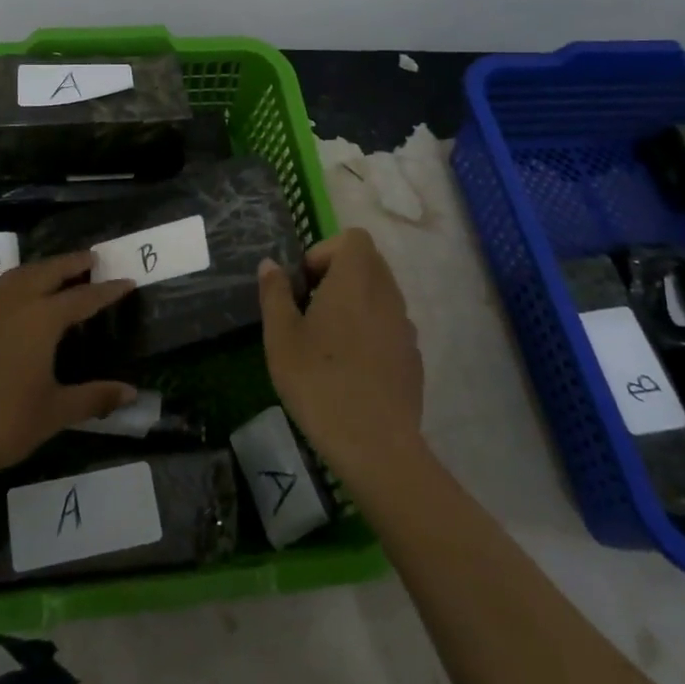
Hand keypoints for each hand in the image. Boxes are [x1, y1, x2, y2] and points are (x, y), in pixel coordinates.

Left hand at [0, 252, 137, 491]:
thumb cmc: (0, 424)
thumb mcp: (53, 414)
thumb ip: (93, 398)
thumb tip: (131, 392)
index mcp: (41, 320)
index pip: (82, 298)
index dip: (106, 290)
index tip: (126, 280)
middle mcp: (12, 306)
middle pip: (46, 272)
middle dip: (70, 263)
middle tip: (91, 258)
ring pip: (15, 277)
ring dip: (39, 269)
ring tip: (54, 271)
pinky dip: (13, 291)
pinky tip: (14, 310)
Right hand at [258, 227, 422, 478]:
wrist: (375, 445)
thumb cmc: (319, 383)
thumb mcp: (281, 337)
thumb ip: (275, 294)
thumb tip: (271, 265)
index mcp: (355, 281)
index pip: (353, 238)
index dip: (325, 251)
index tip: (305, 284)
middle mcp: (386, 295)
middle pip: (369, 262)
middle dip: (338, 274)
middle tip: (310, 308)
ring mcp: (405, 327)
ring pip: (381, 294)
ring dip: (355, 302)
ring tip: (328, 340)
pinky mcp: (413, 357)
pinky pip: (390, 326)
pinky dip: (370, 331)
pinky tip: (350, 368)